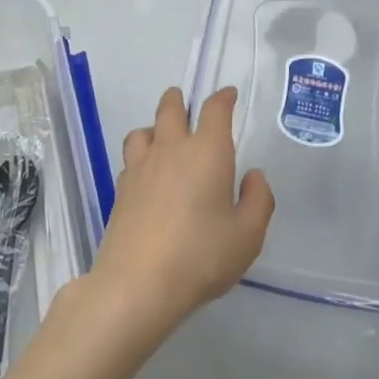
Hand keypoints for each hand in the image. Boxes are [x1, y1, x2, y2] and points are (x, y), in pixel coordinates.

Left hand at [91, 86, 274, 336]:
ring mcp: (141, 166)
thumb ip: (258, 200)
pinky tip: (148, 175)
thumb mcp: (248, 236)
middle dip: (180, 99)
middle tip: (187, 104)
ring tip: (164, 139)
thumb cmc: (202, 256)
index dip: (223, 97)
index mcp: (207, 151)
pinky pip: (131, 157)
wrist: (138, 283)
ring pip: (144, 129)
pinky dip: (141, 156)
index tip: (228, 95)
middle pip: (170, 107)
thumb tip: (252, 175)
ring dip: (156, 127)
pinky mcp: (121, 188)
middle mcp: (172, 148)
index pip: (214, 109)